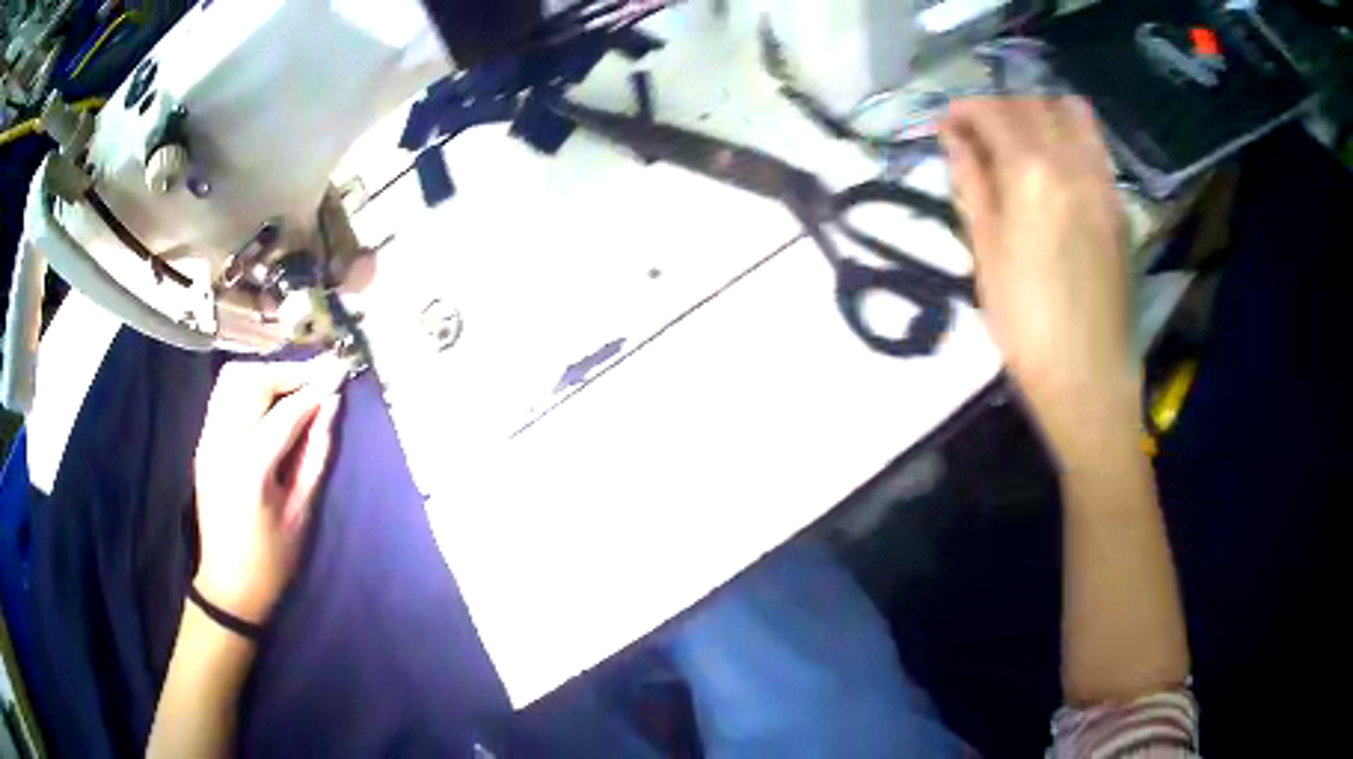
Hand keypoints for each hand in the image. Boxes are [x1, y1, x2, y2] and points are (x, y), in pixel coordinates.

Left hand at [192, 358, 346, 624]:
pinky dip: (249, 386)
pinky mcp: (202, 442)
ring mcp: (207, 440)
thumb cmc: (272, 561)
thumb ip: (315, 454)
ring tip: (294, 385)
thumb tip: (330, 405)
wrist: (228, 586)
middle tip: (317, 377)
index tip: (340, 370)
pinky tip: (269, 400)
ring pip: (232, 379)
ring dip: (267, 374)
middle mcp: (222, 445)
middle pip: (252, 380)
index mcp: (251, 470)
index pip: (285, 411)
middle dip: (288, 372)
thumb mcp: (302, 513)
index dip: (315, 386)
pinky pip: (224, 395)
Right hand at [940, 98, 1137, 463]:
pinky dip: (1070, 133)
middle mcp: (1072, 163)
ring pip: (1071, 113)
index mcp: (1032, 174)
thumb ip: (972, 184)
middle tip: (979, 134)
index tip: (946, 123)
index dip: (963, 109)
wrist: (1089, 376)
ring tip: (1022, 139)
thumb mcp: (985, 253)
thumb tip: (955, 140)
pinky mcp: (1119, 203)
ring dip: (1039, 112)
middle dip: (998, 107)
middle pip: (1031, 104)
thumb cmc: (1026, 323)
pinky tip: (1056, 161)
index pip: (993, 112)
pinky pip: (1095, 144)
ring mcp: (1102, 181)